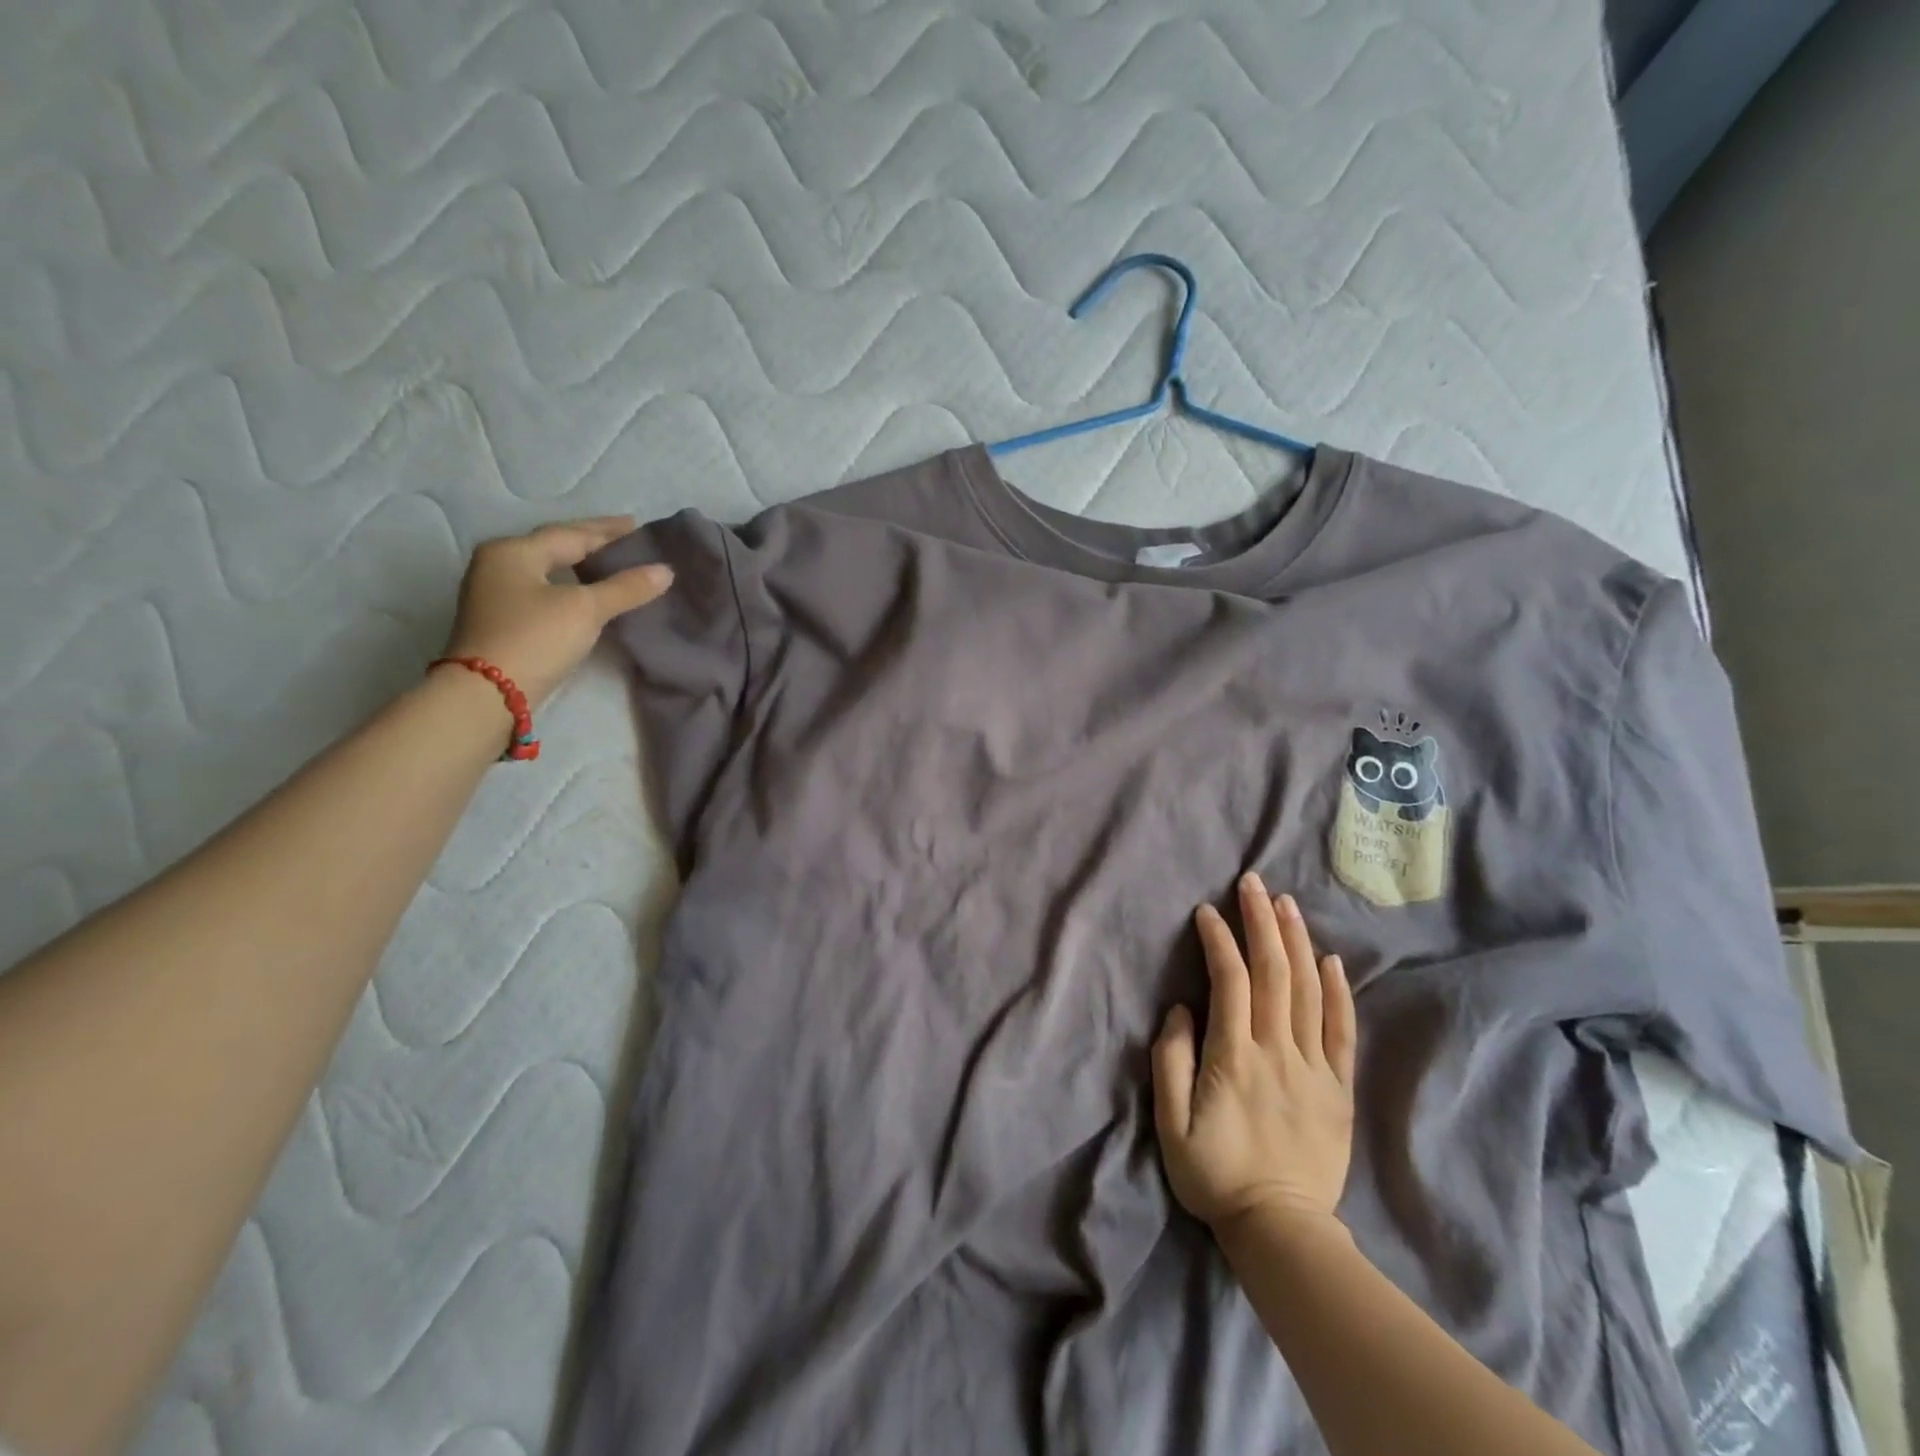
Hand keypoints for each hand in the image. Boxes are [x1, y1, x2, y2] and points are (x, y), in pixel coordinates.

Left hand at [442, 517, 671, 706]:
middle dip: (593, 543)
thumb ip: (626, 587)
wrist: (487, 694)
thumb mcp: (586, 609)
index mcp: (514, 551)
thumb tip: (665, 571)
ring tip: (612, 565)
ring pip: (549, 570)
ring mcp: (496, 594)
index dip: (608, 531)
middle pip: (555, 547)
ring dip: (581, 565)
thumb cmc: (535, 639)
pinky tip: (588, 593)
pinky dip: (570, 586)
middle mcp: (499, 565)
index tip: (639, 528)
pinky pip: (544, 591)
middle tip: (628, 540)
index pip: (571, 534)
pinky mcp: (501, 621)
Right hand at [1153, 873, 1357, 1235]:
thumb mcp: (1170, 1125)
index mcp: (1233, 1058)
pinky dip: (1338, 991)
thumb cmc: (1215, 1175)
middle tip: (1253, 882)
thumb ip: (1170, 1062)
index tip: (1207, 911)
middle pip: (1274, 974)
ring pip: (1309, 992)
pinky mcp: (1339, 1088)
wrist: (1283, 1231)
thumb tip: (1181, 1010)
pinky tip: (1330, 958)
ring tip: (1286, 903)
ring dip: (1296, 942)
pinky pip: (1343, 1031)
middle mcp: (1278, 1052)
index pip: (1230, 982)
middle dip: (1261, 922)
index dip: (1219, 941)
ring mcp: (1315, 1068)